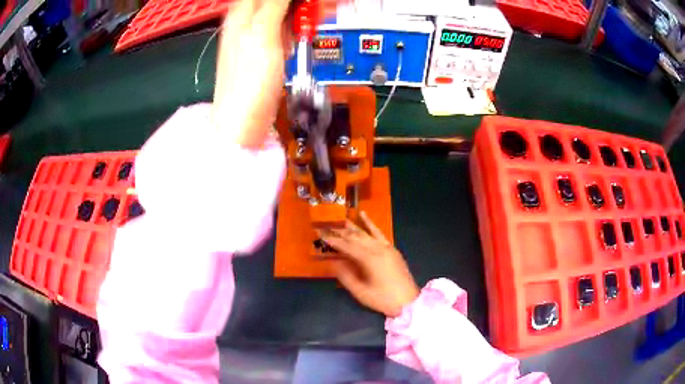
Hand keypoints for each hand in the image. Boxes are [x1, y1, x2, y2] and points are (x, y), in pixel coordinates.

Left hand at [213, 0, 338, 148]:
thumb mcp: (263, 33)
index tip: (311, 3)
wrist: (244, 121)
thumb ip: (275, 4)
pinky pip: (285, 28)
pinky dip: (297, 28)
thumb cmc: (248, 81)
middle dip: (301, 5)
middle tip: (318, 10)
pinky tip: (302, 33)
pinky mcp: (267, 49)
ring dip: (302, 13)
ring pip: (284, 11)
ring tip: (314, 19)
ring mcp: (258, 35)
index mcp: (242, 11)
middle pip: (279, 1)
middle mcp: (248, 20)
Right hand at [318, 212, 419, 317]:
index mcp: (369, 259)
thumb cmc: (383, 299)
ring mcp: (386, 247)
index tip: (320, 233)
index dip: (332, 239)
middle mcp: (377, 249)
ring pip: (365, 233)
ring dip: (352, 226)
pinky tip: (364, 215)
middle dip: (339, 231)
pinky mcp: (391, 249)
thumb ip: (346, 276)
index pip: (346, 246)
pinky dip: (370, 224)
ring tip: (340, 218)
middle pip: (355, 237)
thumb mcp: (360, 292)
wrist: (408, 301)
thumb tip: (334, 262)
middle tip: (325, 225)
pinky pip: (379, 233)